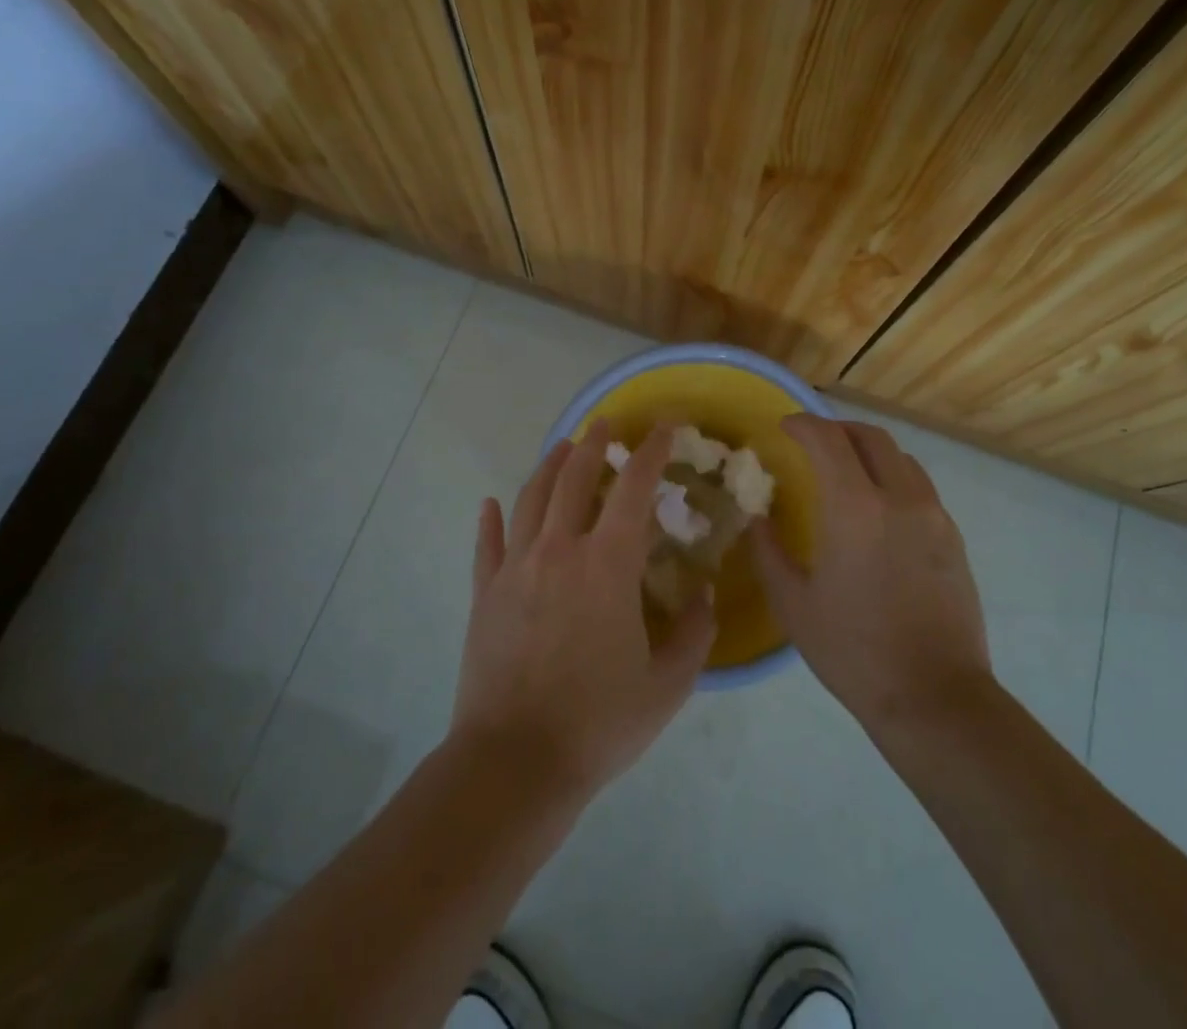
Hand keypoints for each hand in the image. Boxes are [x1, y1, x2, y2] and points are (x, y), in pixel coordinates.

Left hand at [451, 420, 715, 801]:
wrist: (515, 763)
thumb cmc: (599, 722)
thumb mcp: (669, 684)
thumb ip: (695, 632)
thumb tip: (702, 592)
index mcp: (607, 564)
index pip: (634, 488)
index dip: (651, 451)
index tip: (664, 427)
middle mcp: (559, 550)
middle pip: (574, 478)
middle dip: (594, 444)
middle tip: (605, 424)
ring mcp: (515, 568)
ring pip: (531, 499)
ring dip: (549, 466)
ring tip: (562, 448)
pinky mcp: (484, 594)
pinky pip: (487, 544)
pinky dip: (491, 519)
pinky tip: (490, 504)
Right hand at [755, 415, 990, 729]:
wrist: (935, 697)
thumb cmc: (854, 651)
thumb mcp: (793, 605)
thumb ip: (769, 552)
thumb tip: (758, 520)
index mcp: (855, 508)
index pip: (827, 439)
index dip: (803, 424)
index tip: (785, 427)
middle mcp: (899, 498)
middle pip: (871, 437)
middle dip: (838, 429)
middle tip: (814, 442)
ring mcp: (934, 516)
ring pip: (901, 458)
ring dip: (869, 451)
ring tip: (848, 470)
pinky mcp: (953, 538)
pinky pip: (920, 487)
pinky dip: (894, 478)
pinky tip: (880, 510)